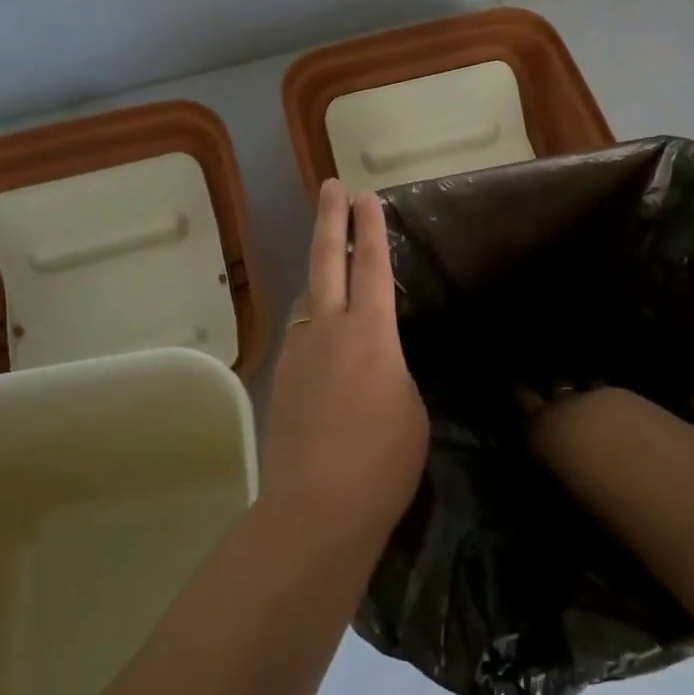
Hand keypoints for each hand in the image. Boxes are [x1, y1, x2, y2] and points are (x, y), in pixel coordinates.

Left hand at [261, 180, 429, 550]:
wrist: (318, 508)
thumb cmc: (383, 461)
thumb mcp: (411, 408)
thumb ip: (394, 370)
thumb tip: (378, 360)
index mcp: (371, 334)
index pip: (372, 267)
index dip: (371, 228)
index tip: (367, 196)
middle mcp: (329, 330)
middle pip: (327, 261)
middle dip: (331, 219)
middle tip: (332, 186)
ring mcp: (299, 353)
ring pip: (308, 298)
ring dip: (320, 275)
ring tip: (332, 266)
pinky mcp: (282, 379)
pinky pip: (300, 334)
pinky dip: (313, 322)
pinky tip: (323, 338)